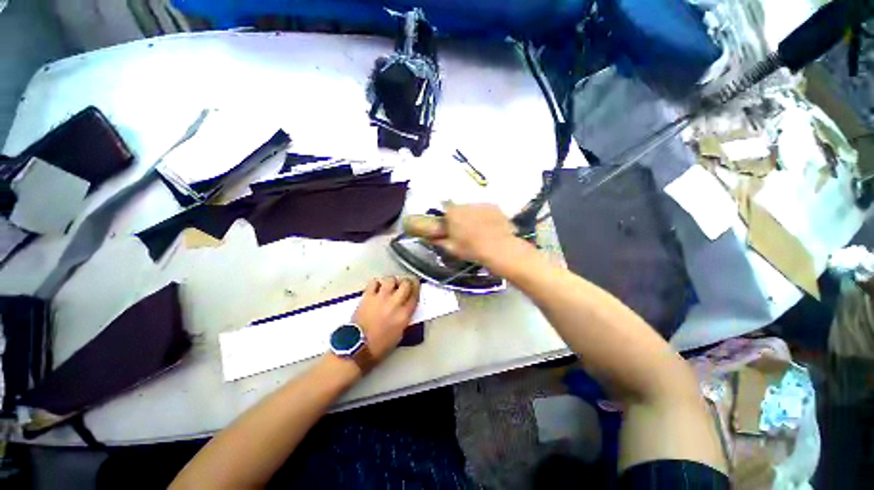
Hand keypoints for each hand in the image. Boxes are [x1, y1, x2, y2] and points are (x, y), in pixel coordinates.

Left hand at [352, 276, 419, 360]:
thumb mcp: (399, 334)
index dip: (417, 288)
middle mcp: (394, 303)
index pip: (415, 295)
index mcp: (404, 315)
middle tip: (405, 283)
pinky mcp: (368, 296)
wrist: (357, 347)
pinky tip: (377, 287)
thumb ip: (405, 318)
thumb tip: (405, 308)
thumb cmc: (380, 345)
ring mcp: (381, 298)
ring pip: (391, 280)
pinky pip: (374, 282)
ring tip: (391, 284)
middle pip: (406, 284)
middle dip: (407, 282)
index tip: (416, 285)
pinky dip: (377, 283)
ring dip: (392, 281)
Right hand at [415, 203, 520, 265]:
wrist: (499, 248)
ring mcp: (481, 204)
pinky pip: (486, 209)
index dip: (447, 215)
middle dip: (461, 215)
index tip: (450, 223)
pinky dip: (486, 215)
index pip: (445, 207)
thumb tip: (432, 238)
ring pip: (474, 208)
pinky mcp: (494, 206)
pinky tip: (490, 226)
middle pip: (460, 207)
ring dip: (474, 215)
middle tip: (465, 229)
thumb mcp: (452, 248)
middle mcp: (466, 205)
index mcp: (453, 213)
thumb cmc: (472, 249)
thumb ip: (440, 241)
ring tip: (480, 228)